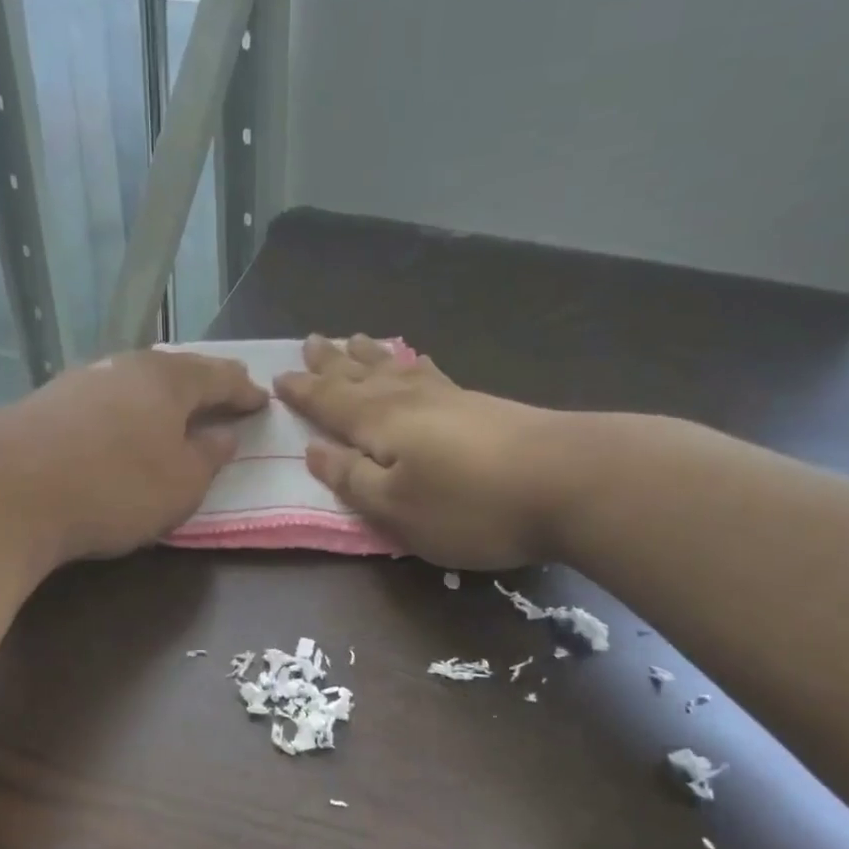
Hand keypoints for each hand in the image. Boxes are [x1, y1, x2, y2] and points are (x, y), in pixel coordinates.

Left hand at [0, 349, 267, 563]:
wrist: (8, 493)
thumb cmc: (114, 488)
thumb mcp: (181, 484)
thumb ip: (208, 457)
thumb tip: (222, 435)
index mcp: (167, 380)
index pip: (218, 377)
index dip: (242, 391)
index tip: (261, 400)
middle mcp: (124, 367)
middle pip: (174, 371)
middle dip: (201, 384)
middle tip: (222, 396)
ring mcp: (80, 381)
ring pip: (135, 383)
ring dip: (160, 397)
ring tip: (175, 413)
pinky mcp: (47, 404)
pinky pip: (104, 401)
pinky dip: (125, 412)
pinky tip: (121, 428)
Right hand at [275, 335, 568, 569]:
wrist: (571, 481)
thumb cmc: (470, 505)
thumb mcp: (396, 507)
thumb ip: (353, 479)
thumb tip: (315, 452)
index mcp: (380, 423)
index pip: (330, 402)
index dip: (303, 392)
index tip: (278, 377)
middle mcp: (409, 400)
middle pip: (361, 376)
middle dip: (332, 363)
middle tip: (310, 341)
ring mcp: (450, 398)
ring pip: (397, 368)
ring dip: (370, 356)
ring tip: (353, 340)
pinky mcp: (484, 406)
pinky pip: (432, 373)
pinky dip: (415, 364)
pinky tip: (419, 362)